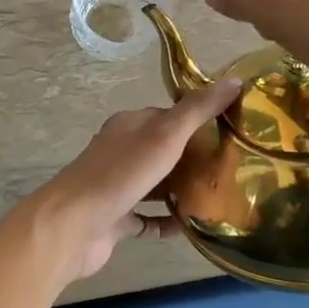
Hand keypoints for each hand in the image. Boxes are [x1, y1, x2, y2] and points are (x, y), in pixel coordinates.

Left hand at [15, 77, 241, 285]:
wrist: (74, 224)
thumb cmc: (121, 173)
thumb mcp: (165, 135)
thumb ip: (198, 110)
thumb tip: (234, 80)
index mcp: (128, 126)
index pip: (167, 116)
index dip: (196, 121)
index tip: (229, 131)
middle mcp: (120, 153)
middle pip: (162, 151)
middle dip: (193, 158)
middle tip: (231, 168)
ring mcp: (116, 188)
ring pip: (155, 184)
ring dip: (181, 190)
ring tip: (219, 196)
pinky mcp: (115, 220)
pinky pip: (147, 218)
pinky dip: (168, 222)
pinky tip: (192, 227)